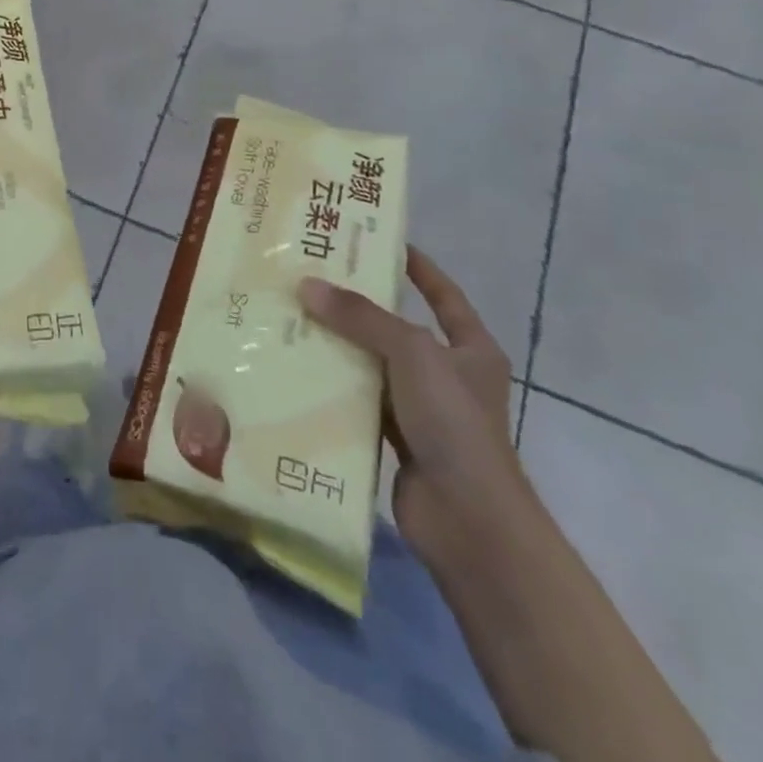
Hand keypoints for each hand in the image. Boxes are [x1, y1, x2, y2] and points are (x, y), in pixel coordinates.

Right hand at [299, 247, 531, 574]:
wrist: (469, 521)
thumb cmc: (454, 423)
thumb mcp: (412, 353)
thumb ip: (361, 317)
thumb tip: (307, 285)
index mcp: (470, 349)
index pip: (443, 294)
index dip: (416, 266)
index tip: (376, 241)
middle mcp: (447, 375)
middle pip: (397, 327)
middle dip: (357, 306)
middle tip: (312, 277)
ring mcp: (421, 409)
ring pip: (373, 364)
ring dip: (339, 346)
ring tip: (292, 316)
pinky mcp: (395, 438)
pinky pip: (358, 400)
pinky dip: (333, 386)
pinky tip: (297, 368)